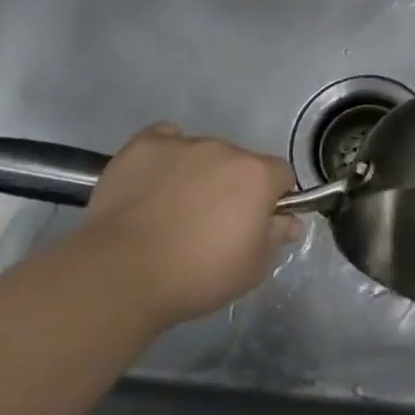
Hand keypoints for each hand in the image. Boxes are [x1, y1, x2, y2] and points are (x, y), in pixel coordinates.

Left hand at [83, 124, 300, 327]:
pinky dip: (166, 156)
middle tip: (213, 222)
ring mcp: (182, 144)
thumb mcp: (253, 268)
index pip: (281, 174)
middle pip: (240, 162)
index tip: (258, 222)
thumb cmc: (199, 274)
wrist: (124, 273)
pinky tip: (155, 180)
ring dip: (200, 173)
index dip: (273, 197)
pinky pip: (165, 140)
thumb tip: (290, 220)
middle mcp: (224, 149)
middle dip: (234, 186)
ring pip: (203, 153)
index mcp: (256, 175)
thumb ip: (276, 236)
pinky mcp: (143, 146)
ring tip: (174, 208)